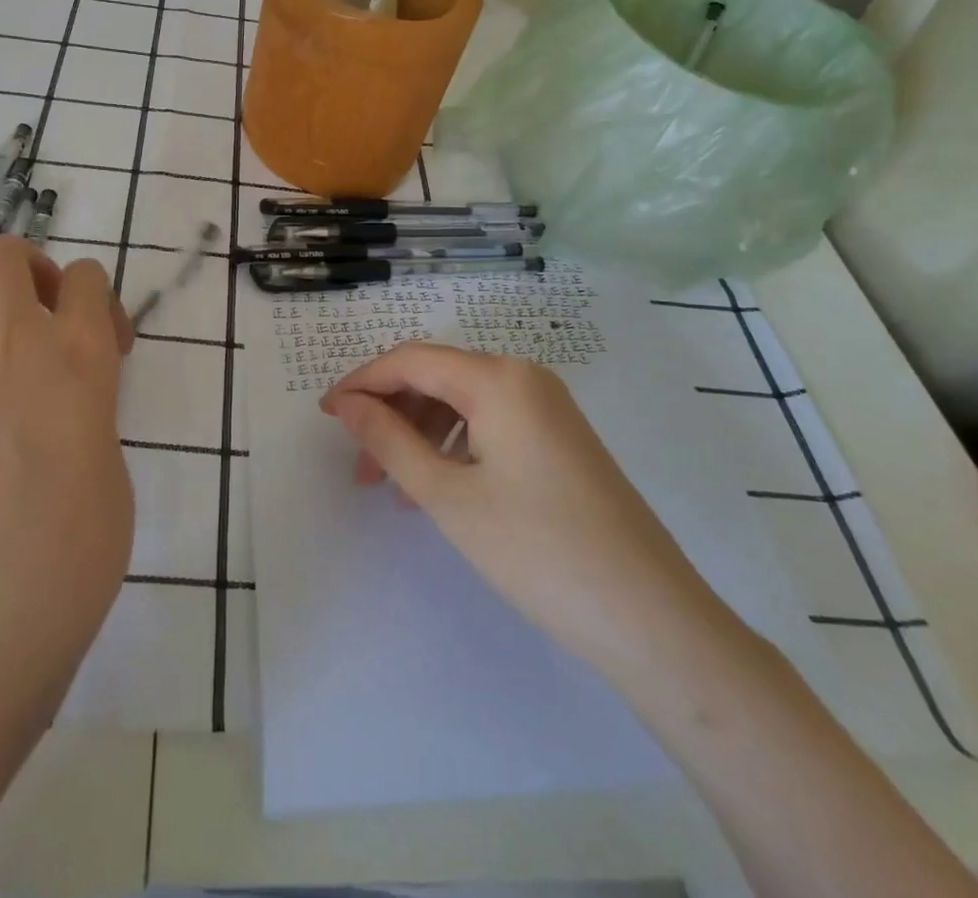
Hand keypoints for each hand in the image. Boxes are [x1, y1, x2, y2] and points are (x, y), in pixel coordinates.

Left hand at [0, 236, 135, 671]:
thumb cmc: (78, 541)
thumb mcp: (112, 462)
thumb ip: (91, 413)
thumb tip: (69, 411)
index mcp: (80, 354)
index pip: (86, 275)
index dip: (99, 298)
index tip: (109, 345)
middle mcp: (17, 347)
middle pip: (5, 257)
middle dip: (30, 269)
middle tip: (49, 319)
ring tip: (11, 372)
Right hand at [321, 343, 726, 671]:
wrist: (650, 616)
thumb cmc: (537, 550)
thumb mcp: (447, 496)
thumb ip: (389, 441)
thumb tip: (348, 405)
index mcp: (498, 378)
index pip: (411, 360)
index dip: (362, 382)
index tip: (327, 415)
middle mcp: (525, 376)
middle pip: (438, 377)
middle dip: (391, 414)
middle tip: (360, 467)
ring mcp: (548, 406)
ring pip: (463, 401)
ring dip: (420, 433)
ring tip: (396, 487)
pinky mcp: (560, 436)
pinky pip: (492, 422)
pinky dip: (455, 445)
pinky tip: (441, 487)